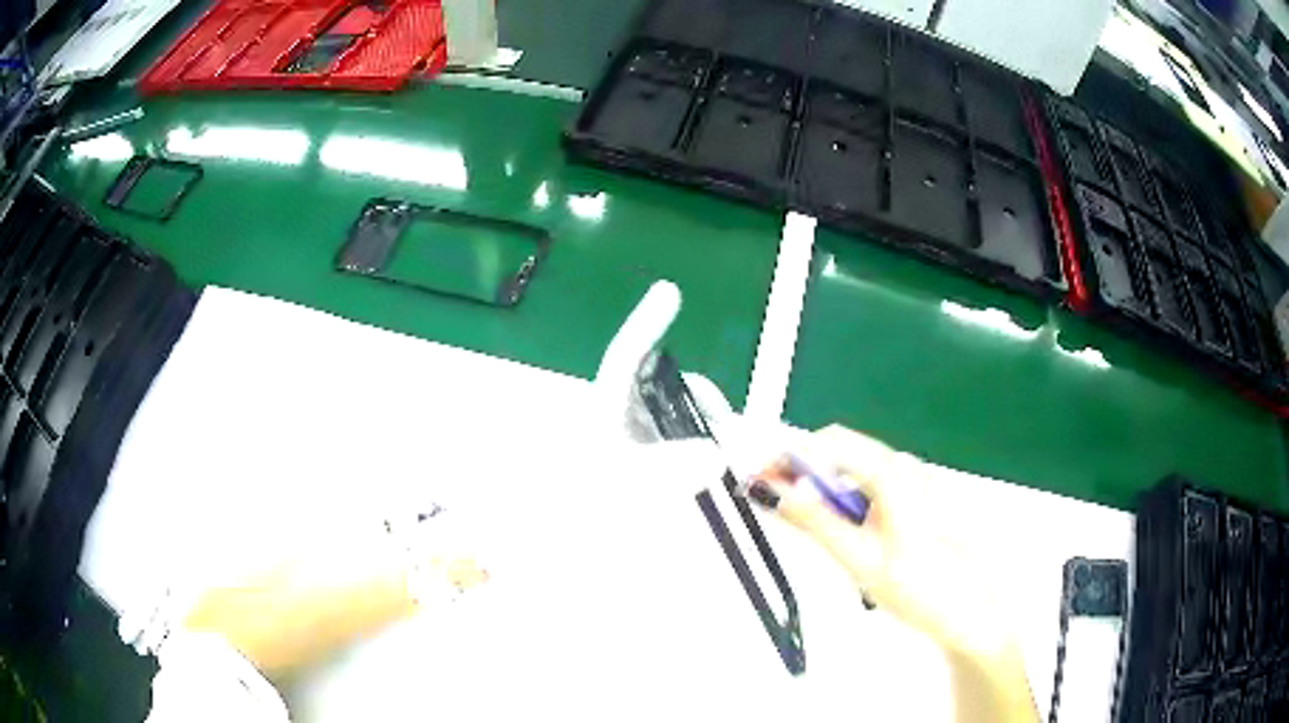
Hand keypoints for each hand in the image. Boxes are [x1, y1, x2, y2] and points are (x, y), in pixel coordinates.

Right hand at [755, 425, 1037, 722]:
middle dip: (802, 476)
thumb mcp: (859, 559)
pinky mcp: (914, 503)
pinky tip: (843, 537)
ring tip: (805, 527)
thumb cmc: (922, 588)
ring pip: (852, 475)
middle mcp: (905, 468)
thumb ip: (816, 522)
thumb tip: (780, 493)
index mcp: (894, 473)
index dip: (788, 457)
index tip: (757, 476)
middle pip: (840, 455)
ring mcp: (912, 485)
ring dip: (823, 494)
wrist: (967, 612)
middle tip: (770, 502)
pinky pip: (868, 491)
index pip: (829, 443)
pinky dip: (844, 506)